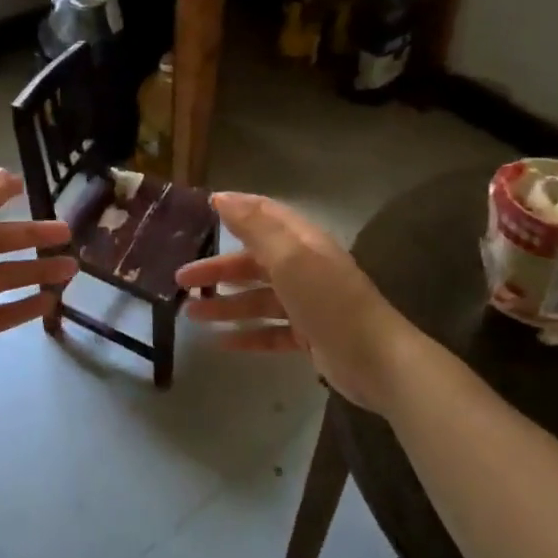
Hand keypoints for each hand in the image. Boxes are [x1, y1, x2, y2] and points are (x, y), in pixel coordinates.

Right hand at [176, 192, 410, 412]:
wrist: (376, 360)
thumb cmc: (328, 300)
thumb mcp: (289, 257)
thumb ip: (255, 226)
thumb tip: (222, 197)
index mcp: (301, 242)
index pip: (265, 215)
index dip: (235, 209)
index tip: (202, 210)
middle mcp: (304, 268)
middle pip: (253, 262)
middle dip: (218, 269)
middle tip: (181, 280)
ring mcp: (307, 304)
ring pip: (257, 299)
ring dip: (225, 304)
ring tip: (191, 315)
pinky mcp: (309, 336)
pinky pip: (270, 331)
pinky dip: (246, 334)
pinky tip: (220, 343)